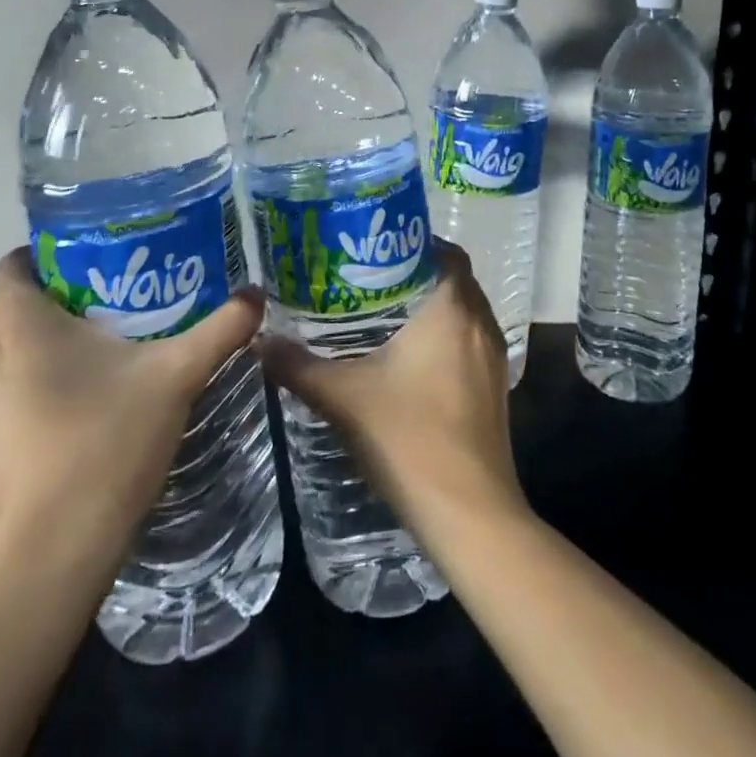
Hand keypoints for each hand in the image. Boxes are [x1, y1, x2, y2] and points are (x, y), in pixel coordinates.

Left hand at [0, 248, 263, 592]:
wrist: (46, 564)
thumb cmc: (105, 445)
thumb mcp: (176, 377)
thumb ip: (220, 328)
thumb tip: (256, 294)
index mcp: (15, 323)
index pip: (16, 262)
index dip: (54, 255)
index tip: (100, 265)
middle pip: (7, 307)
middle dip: (53, 302)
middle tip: (111, 308)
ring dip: (33, 351)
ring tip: (93, 359)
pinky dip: (19, 394)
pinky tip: (68, 417)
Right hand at [258, 237, 525, 541]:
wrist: (469, 513)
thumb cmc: (409, 439)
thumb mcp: (344, 399)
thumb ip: (300, 366)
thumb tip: (260, 340)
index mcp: (452, 309)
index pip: (444, 252)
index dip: (414, 243)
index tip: (376, 247)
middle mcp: (480, 323)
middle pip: (453, 278)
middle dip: (417, 273)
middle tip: (371, 277)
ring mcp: (493, 357)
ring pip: (464, 311)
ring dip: (433, 305)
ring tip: (385, 311)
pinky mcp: (495, 388)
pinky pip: (470, 341)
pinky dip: (446, 335)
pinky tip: (410, 357)